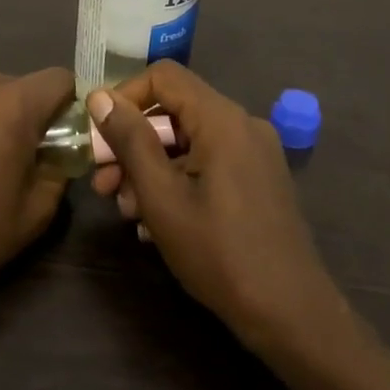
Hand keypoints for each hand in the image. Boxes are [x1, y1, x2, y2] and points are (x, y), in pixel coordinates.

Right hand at [89, 63, 342, 355]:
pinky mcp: (259, 179)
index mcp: (222, 120)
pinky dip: (178, 180)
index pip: (163, 76)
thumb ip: (130, 141)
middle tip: (103, 184)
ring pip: (188, 141)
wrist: (289, 312)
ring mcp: (255, 153)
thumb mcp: (162, 197)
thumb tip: (100, 97)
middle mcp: (243, 125)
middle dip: (132, 143)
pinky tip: (157, 222)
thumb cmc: (219, 253)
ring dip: (151, 168)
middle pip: (175, 111)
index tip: (99, 136)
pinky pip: (208, 163)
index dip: (124, 97)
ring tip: (128, 211)